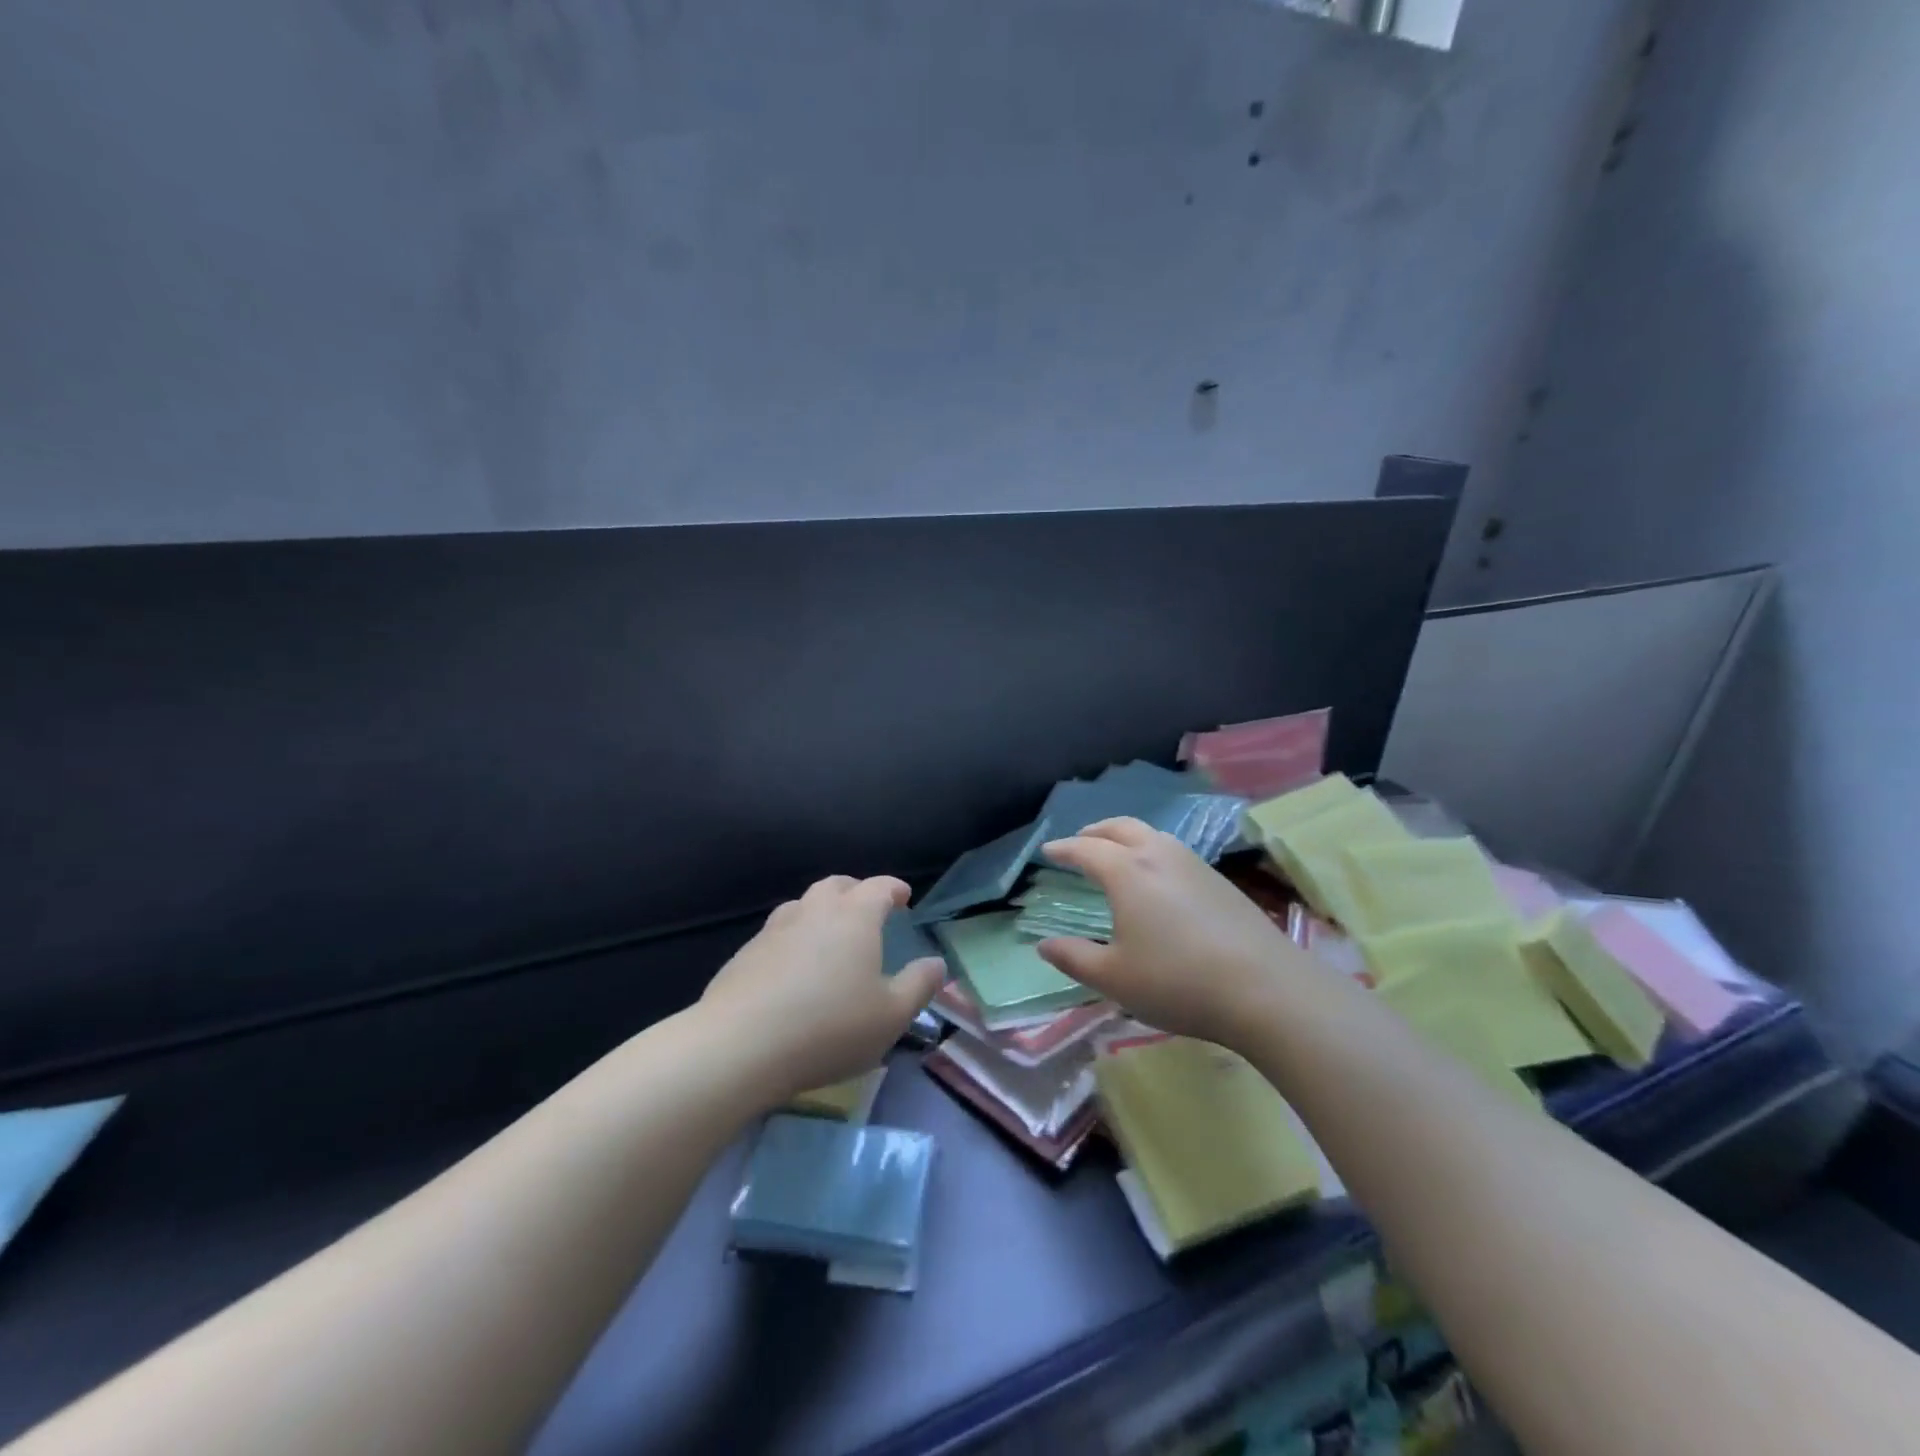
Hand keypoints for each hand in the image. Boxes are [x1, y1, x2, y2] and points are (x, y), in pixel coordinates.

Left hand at [699, 875, 946, 1103]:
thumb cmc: (829, 1028)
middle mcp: (814, 911)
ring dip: (820, 910)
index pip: (879, 887)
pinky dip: (793, 937)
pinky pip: (777, 933)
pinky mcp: (745, 954)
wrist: (739, 1046)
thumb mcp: (891, 1016)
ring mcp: (774, 930)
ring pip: (802, 904)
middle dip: (856, 891)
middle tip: (867, 908)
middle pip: (837, 885)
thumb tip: (936, 963)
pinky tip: (792, 967)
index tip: (904, 898)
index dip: (894, 889)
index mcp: (854, 917)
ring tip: (829, 933)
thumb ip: (919, 986)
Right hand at [1037, 818, 1318, 1050]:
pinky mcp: (1220, 881)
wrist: (1265, 989)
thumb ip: (1074, 958)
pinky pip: (1175, 851)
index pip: (1086, 849)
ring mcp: (1194, 864)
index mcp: (1127, 872)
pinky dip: (1153, 851)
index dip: (1063, 849)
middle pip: (1121, 827)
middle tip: (1081, 840)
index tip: (1047, 851)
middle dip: (1096, 830)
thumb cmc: (1177, 982)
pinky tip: (1159, 879)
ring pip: (1153, 835)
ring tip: (1118, 854)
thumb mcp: (1114, 978)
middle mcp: (1159, 856)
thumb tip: (1043, 944)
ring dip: (1127, 837)